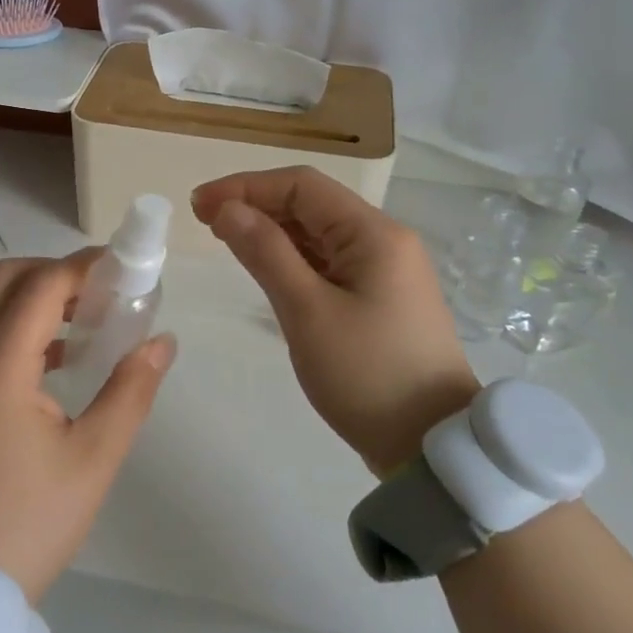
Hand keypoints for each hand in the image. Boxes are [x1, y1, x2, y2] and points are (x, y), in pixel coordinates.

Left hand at [0, 252, 175, 602]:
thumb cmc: (31, 522)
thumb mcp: (94, 459)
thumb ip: (130, 391)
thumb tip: (161, 342)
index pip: (41, 286)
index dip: (84, 267)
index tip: (124, 269)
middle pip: (4, 278)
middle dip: (55, 272)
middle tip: (101, 290)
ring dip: (35, 296)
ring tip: (88, 319)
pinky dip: (17, 325)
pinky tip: (58, 357)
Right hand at [193, 167, 477, 477]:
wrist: (432, 446)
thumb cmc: (366, 374)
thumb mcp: (307, 312)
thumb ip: (265, 252)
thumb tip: (227, 209)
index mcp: (373, 233)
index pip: (301, 186)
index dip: (246, 186)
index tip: (200, 204)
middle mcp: (383, 240)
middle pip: (311, 205)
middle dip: (256, 205)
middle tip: (204, 221)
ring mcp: (384, 269)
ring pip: (318, 233)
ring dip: (271, 230)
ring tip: (225, 238)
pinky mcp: (378, 296)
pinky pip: (328, 261)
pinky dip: (292, 257)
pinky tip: (264, 264)